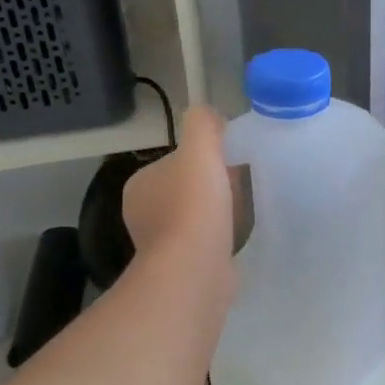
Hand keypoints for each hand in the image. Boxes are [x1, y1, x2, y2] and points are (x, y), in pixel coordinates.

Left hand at [122, 105, 235, 268]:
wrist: (194, 270)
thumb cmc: (194, 207)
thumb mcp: (200, 150)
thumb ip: (203, 124)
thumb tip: (210, 115)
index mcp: (141, 183)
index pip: (176, 162)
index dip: (206, 159)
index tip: (232, 163)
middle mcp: (143, 213)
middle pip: (187, 190)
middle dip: (213, 187)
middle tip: (243, 186)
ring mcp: (160, 244)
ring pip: (195, 218)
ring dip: (217, 214)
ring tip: (244, 213)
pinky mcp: (180, 268)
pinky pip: (204, 244)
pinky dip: (219, 239)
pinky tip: (236, 239)